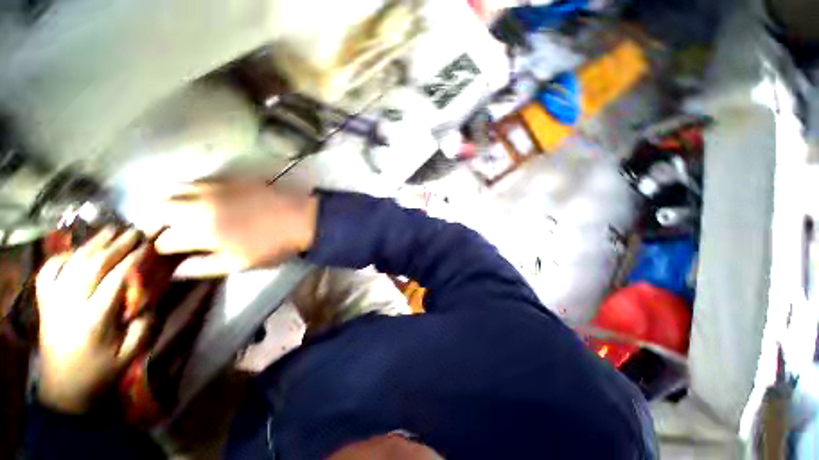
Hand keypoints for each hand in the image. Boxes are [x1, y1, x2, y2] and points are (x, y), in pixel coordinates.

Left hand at [36, 228, 153, 413]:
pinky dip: (62, 257)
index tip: (150, 243)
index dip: (134, 258)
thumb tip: (149, 301)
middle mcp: (70, 306)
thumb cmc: (101, 372)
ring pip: (71, 263)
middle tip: (136, 230)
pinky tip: (75, 251)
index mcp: (94, 320)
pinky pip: (48, 272)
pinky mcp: (44, 303)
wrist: (64, 389)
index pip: (115, 279)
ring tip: (112, 230)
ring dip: (93, 244)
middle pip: (93, 265)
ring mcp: (53, 302)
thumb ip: (144, 326)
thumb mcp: (130, 355)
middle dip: (117, 244)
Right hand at [153, 181, 317, 277]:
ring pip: (174, 189)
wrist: (302, 219)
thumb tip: (175, 271)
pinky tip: (197, 198)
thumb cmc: (274, 245)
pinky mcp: (229, 178)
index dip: (163, 247)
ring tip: (176, 213)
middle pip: (158, 207)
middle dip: (155, 219)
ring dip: (168, 201)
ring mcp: (214, 188)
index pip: (166, 240)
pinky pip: (198, 180)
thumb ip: (204, 267)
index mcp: (202, 232)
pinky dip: (189, 189)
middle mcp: (200, 205)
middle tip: (165, 229)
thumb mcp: (239, 264)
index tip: (168, 250)